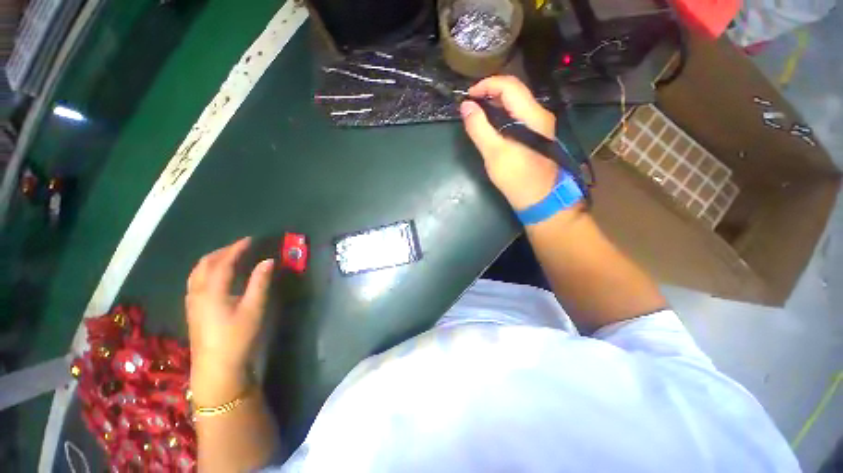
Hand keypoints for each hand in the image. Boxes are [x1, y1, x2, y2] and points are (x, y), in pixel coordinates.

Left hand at [185, 237, 273, 404]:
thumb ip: (260, 282)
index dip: (237, 248)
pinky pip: (196, 281)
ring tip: (229, 256)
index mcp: (212, 291)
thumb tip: (268, 261)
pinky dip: (207, 271)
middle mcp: (198, 292)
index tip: (250, 239)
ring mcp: (192, 302)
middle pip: (205, 264)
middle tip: (240, 246)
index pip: (224, 262)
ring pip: (197, 273)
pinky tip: (217, 276)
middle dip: (222, 251)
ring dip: (212, 260)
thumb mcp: (254, 308)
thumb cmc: (237, 336)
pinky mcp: (193, 310)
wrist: (216, 367)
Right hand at [461, 75, 558, 209]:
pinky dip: (501, 115)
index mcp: (532, 115)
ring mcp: (539, 125)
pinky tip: (490, 125)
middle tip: (470, 105)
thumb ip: (479, 128)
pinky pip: (517, 116)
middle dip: (490, 92)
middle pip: (514, 91)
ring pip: (516, 103)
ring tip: (476, 113)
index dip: (486, 85)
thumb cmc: (516, 178)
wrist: (539, 199)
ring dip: (495, 103)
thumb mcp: (494, 153)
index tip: (468, 96)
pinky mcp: (535, 135)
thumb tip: (466, 106)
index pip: (509, 86)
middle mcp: (539, 114)